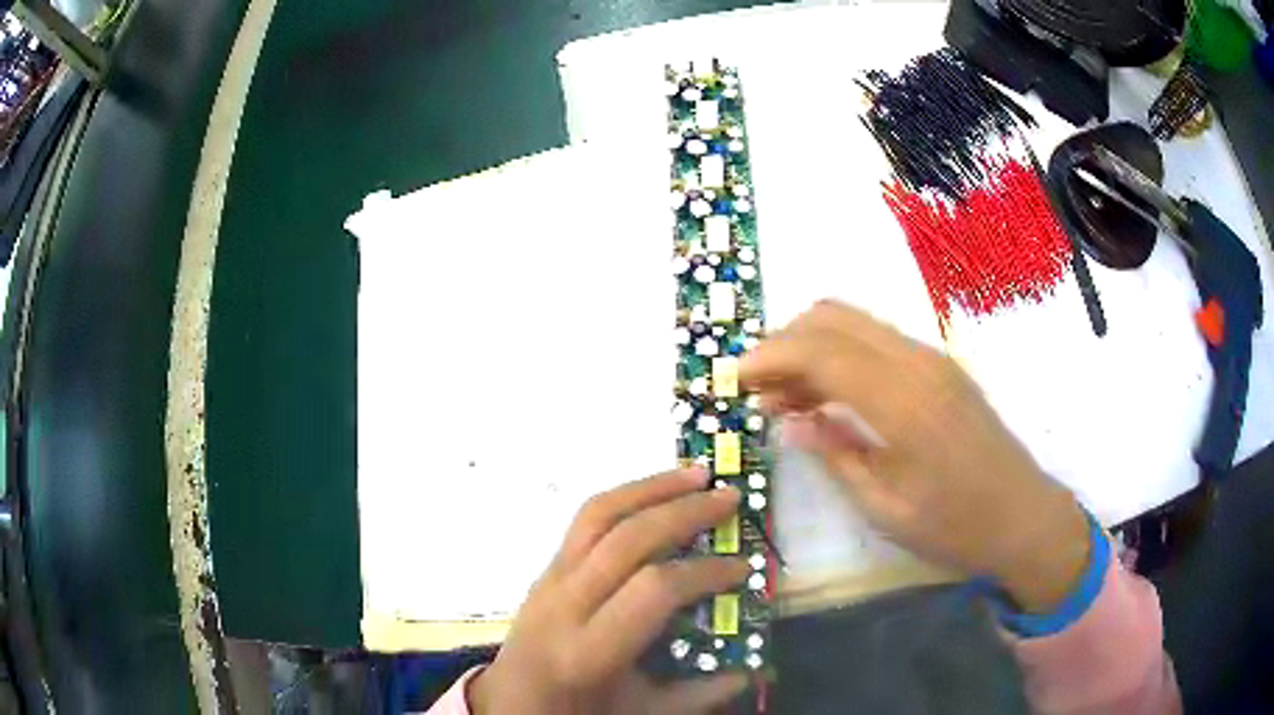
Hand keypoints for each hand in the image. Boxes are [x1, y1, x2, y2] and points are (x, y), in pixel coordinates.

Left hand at [469, 468, 750, 714]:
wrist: (510, 702)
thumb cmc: (576, 711)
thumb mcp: (640, 713)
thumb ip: (700, 693)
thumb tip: (755, 668)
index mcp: (588, 650)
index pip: (652, 590)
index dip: (703, 573)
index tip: (742, 568)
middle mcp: (563, 604)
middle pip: (625, 539)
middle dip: (683, 512)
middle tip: (729, 498)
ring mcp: (549, 579)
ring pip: (597, 515)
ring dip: (651, 487)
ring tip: (696, 473)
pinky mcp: (545, 567)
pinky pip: (584, 520)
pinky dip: (626, 496)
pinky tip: (655, 492)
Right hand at [740, 300, 1089, 612]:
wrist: (1023, 516)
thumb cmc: (954, 525)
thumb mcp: (885, 506)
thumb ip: (835, 453)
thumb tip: (788, 420)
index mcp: (902, 401)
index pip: (820, 350)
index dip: (768, 357)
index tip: (732, 381)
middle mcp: (917, 361)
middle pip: (832, 317)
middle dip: (783, 341)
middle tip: (756, 388)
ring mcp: (932, 357)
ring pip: (854, 321)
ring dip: (810, 345)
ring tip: (784, 395)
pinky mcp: (939, 365)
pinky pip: (876, 339)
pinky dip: (840, 353)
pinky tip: (827, 394)